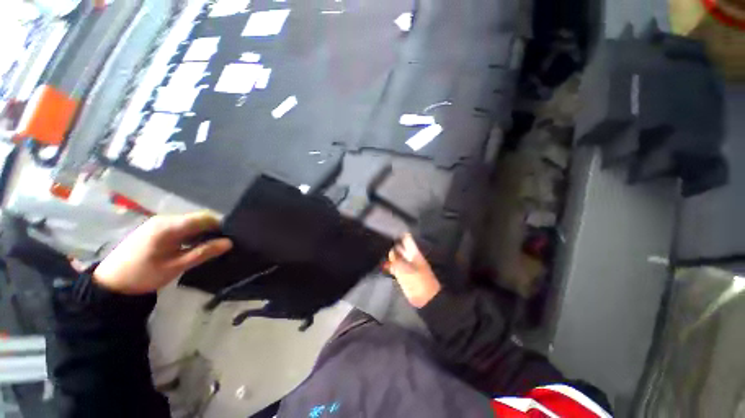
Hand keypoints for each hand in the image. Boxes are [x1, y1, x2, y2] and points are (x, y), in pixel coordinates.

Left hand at [93, 212, 232, 294]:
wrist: (110, 283)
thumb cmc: (143, 275)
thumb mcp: (176, 266)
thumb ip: (203, 252)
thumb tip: (229, 242)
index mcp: (169, 226)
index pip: (204, 218)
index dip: (220, 225)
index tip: (230, 237)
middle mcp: (165, 219)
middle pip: (198, 219)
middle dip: (213, 230)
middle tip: (222, 245)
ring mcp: (158, 223)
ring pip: (190, 223)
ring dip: (202, 233)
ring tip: (210, 247)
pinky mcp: (155, 229)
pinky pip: (181, 227)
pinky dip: (191, 234)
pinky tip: (193, 246)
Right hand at [385, 234, 440, 307]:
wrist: (426, 300)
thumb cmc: (419, 282)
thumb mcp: (407, 270)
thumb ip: (397, 260)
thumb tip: (390, 251)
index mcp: (414, 253)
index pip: (407, 239)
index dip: (399, 234)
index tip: (389, 230)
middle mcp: (410, 257)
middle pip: (400, 247)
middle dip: (392, 244)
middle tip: (380, 239)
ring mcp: (406, 266)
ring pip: (396, 256)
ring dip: (389, 255)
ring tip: (378, 250)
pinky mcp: (402, 275)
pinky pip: (394, 266)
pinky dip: (388, 265)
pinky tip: (381, 264)